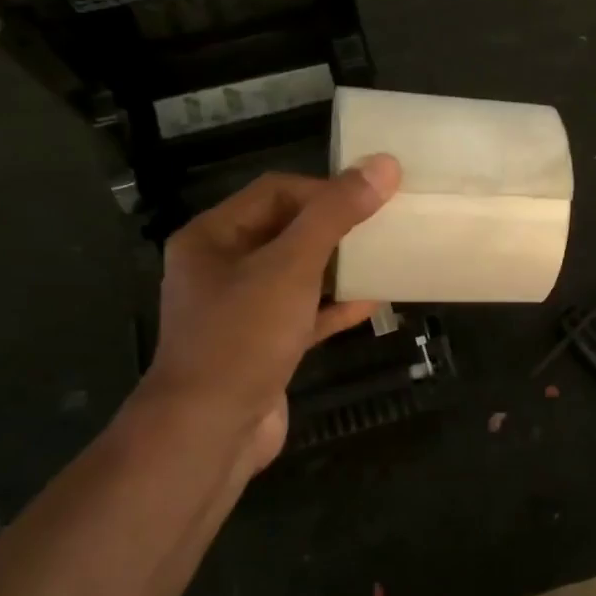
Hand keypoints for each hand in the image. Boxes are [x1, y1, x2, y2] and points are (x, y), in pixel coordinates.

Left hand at [140, 155, 400, 470]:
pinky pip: (304, 314)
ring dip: (339, 267)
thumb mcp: (291, 267)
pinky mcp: (263, 346)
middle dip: (336, 227)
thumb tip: (382, 165)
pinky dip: (335, 307)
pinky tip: (373, 303)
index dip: (326, 190)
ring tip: (384, 258)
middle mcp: (222, 268)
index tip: (374, 199)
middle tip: (384, 225)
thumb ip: (335, 215)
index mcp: (213, 237)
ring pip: (298, 275)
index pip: (275, 191)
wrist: (210, 430)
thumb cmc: (243, 337)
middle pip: (287, 231)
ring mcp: (242, 311)